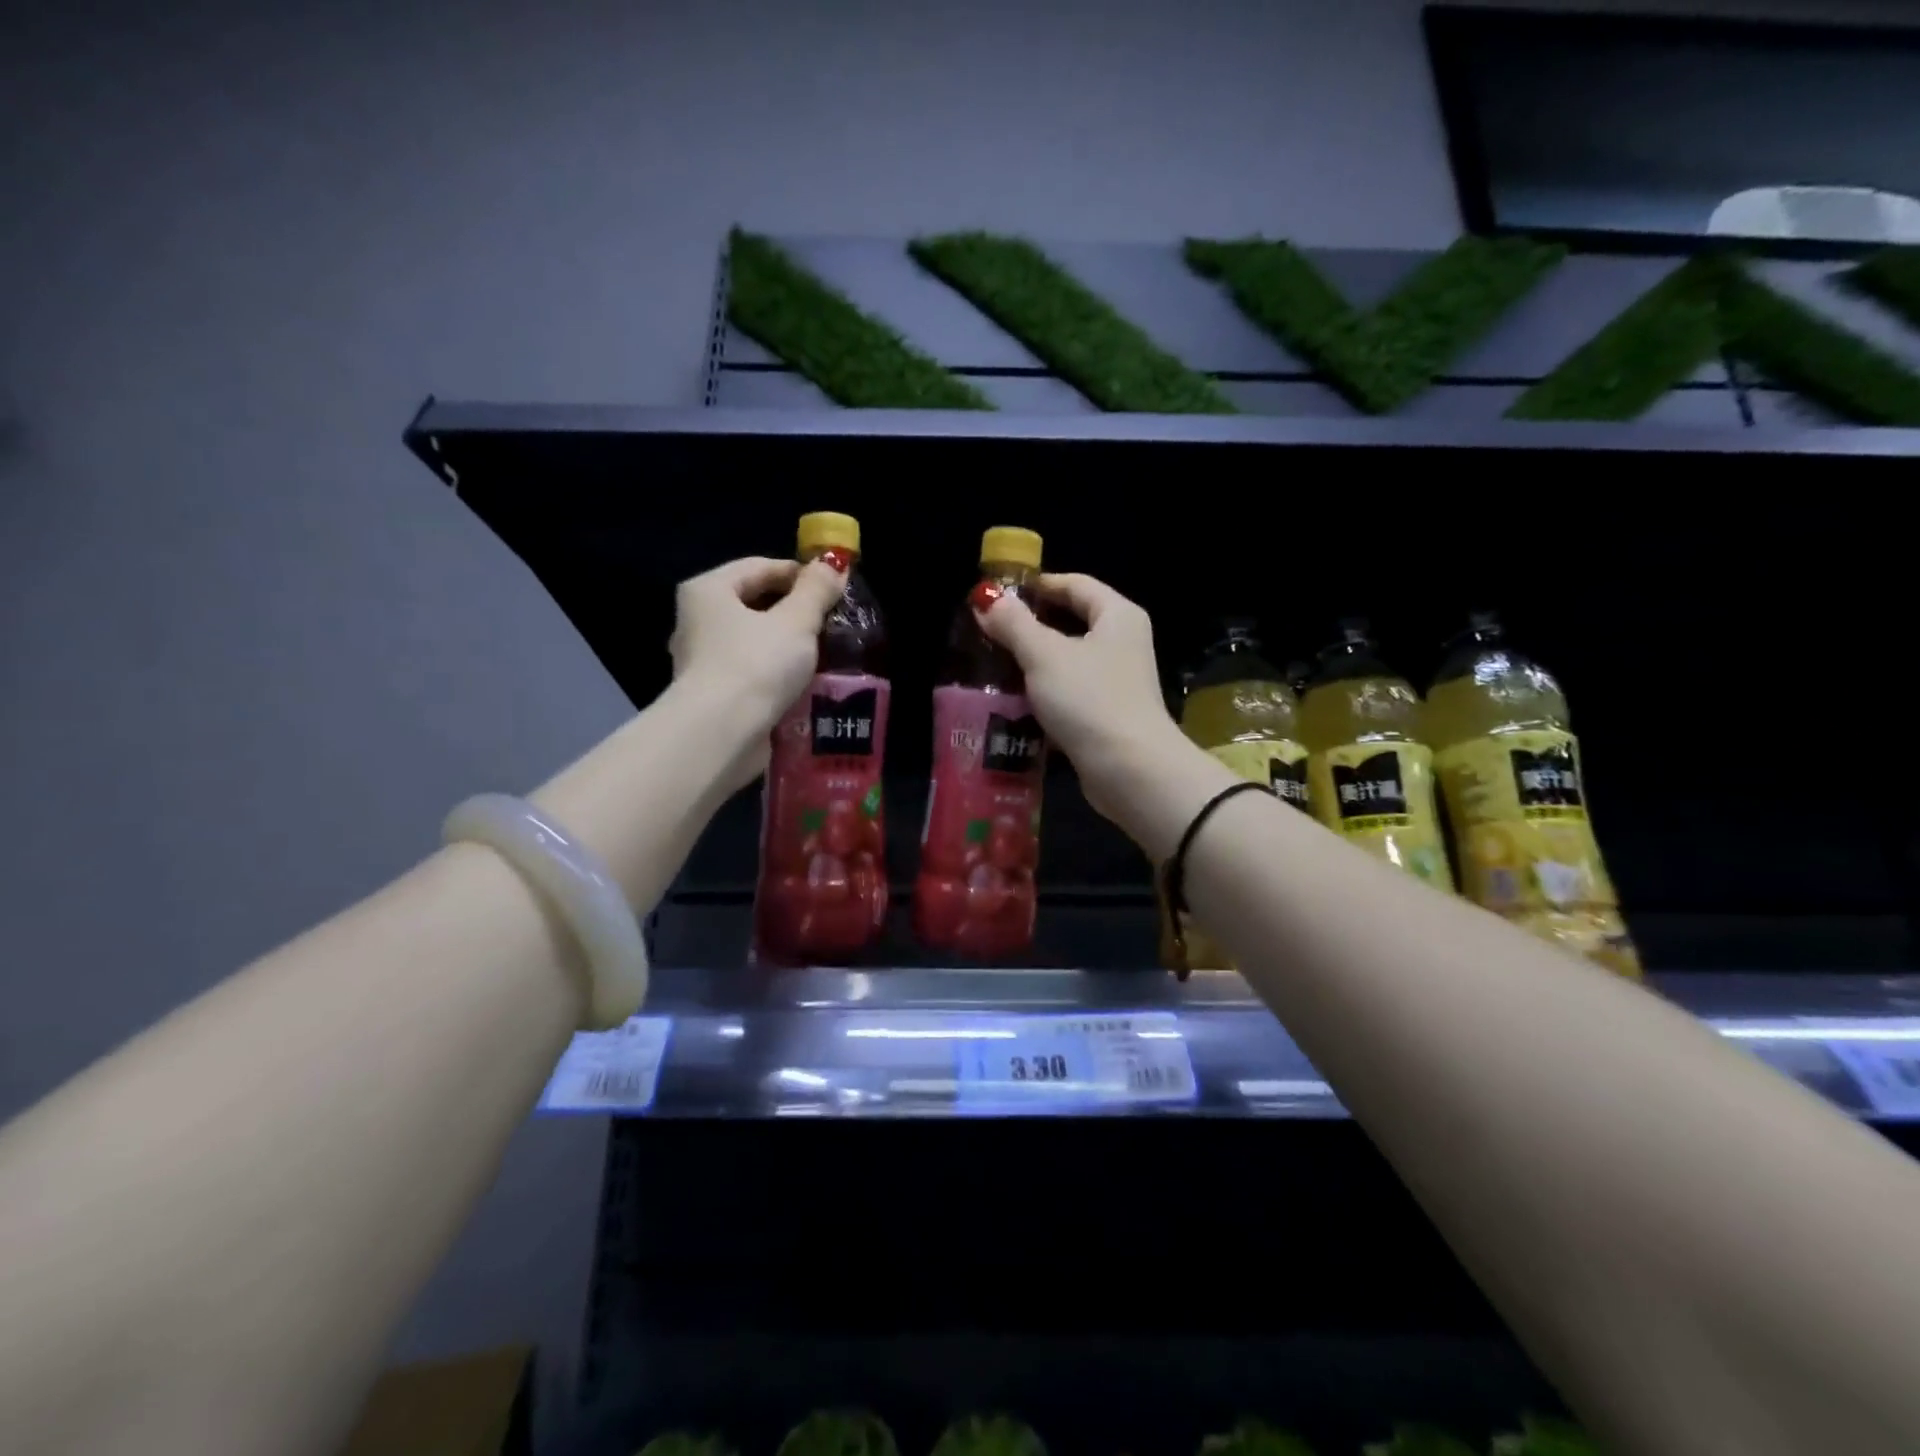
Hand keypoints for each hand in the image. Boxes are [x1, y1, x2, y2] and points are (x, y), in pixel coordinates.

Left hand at [669, 554, 845, 739]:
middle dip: (796, 612)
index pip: (760, 567)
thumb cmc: (756, 665)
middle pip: (756, 604)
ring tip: (828, 652)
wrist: (722, 735)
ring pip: (756, 641)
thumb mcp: (796, 621)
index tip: (835, 588)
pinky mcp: (715, 695)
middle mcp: (697, 621)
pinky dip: (778, 674)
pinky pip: (754, 673)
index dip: (800, 573)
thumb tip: (834, 564)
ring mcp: (703, 661)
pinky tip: (807, 682)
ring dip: (790, 646)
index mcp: (708, 590)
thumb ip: (816, 591)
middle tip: (834, 621)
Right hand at [978, 573, 1192, 828]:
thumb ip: (1013, 624)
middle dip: (1029, 626)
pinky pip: (1069, 694)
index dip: (1037, 585)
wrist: (1130, 770)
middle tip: (989, 631)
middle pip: (1071, 622)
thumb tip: (985, 597)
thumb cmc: (1089, 700)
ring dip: (1032, 663)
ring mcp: (1117, 682)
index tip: (999, 594)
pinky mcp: (1106, 715)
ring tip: (992, 665)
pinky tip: (1012, 702)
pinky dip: (1043, 695)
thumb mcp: (1044, 655)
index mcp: (1117, 616)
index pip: (1075, 584)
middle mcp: (1123, 643)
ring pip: (1067, 662)